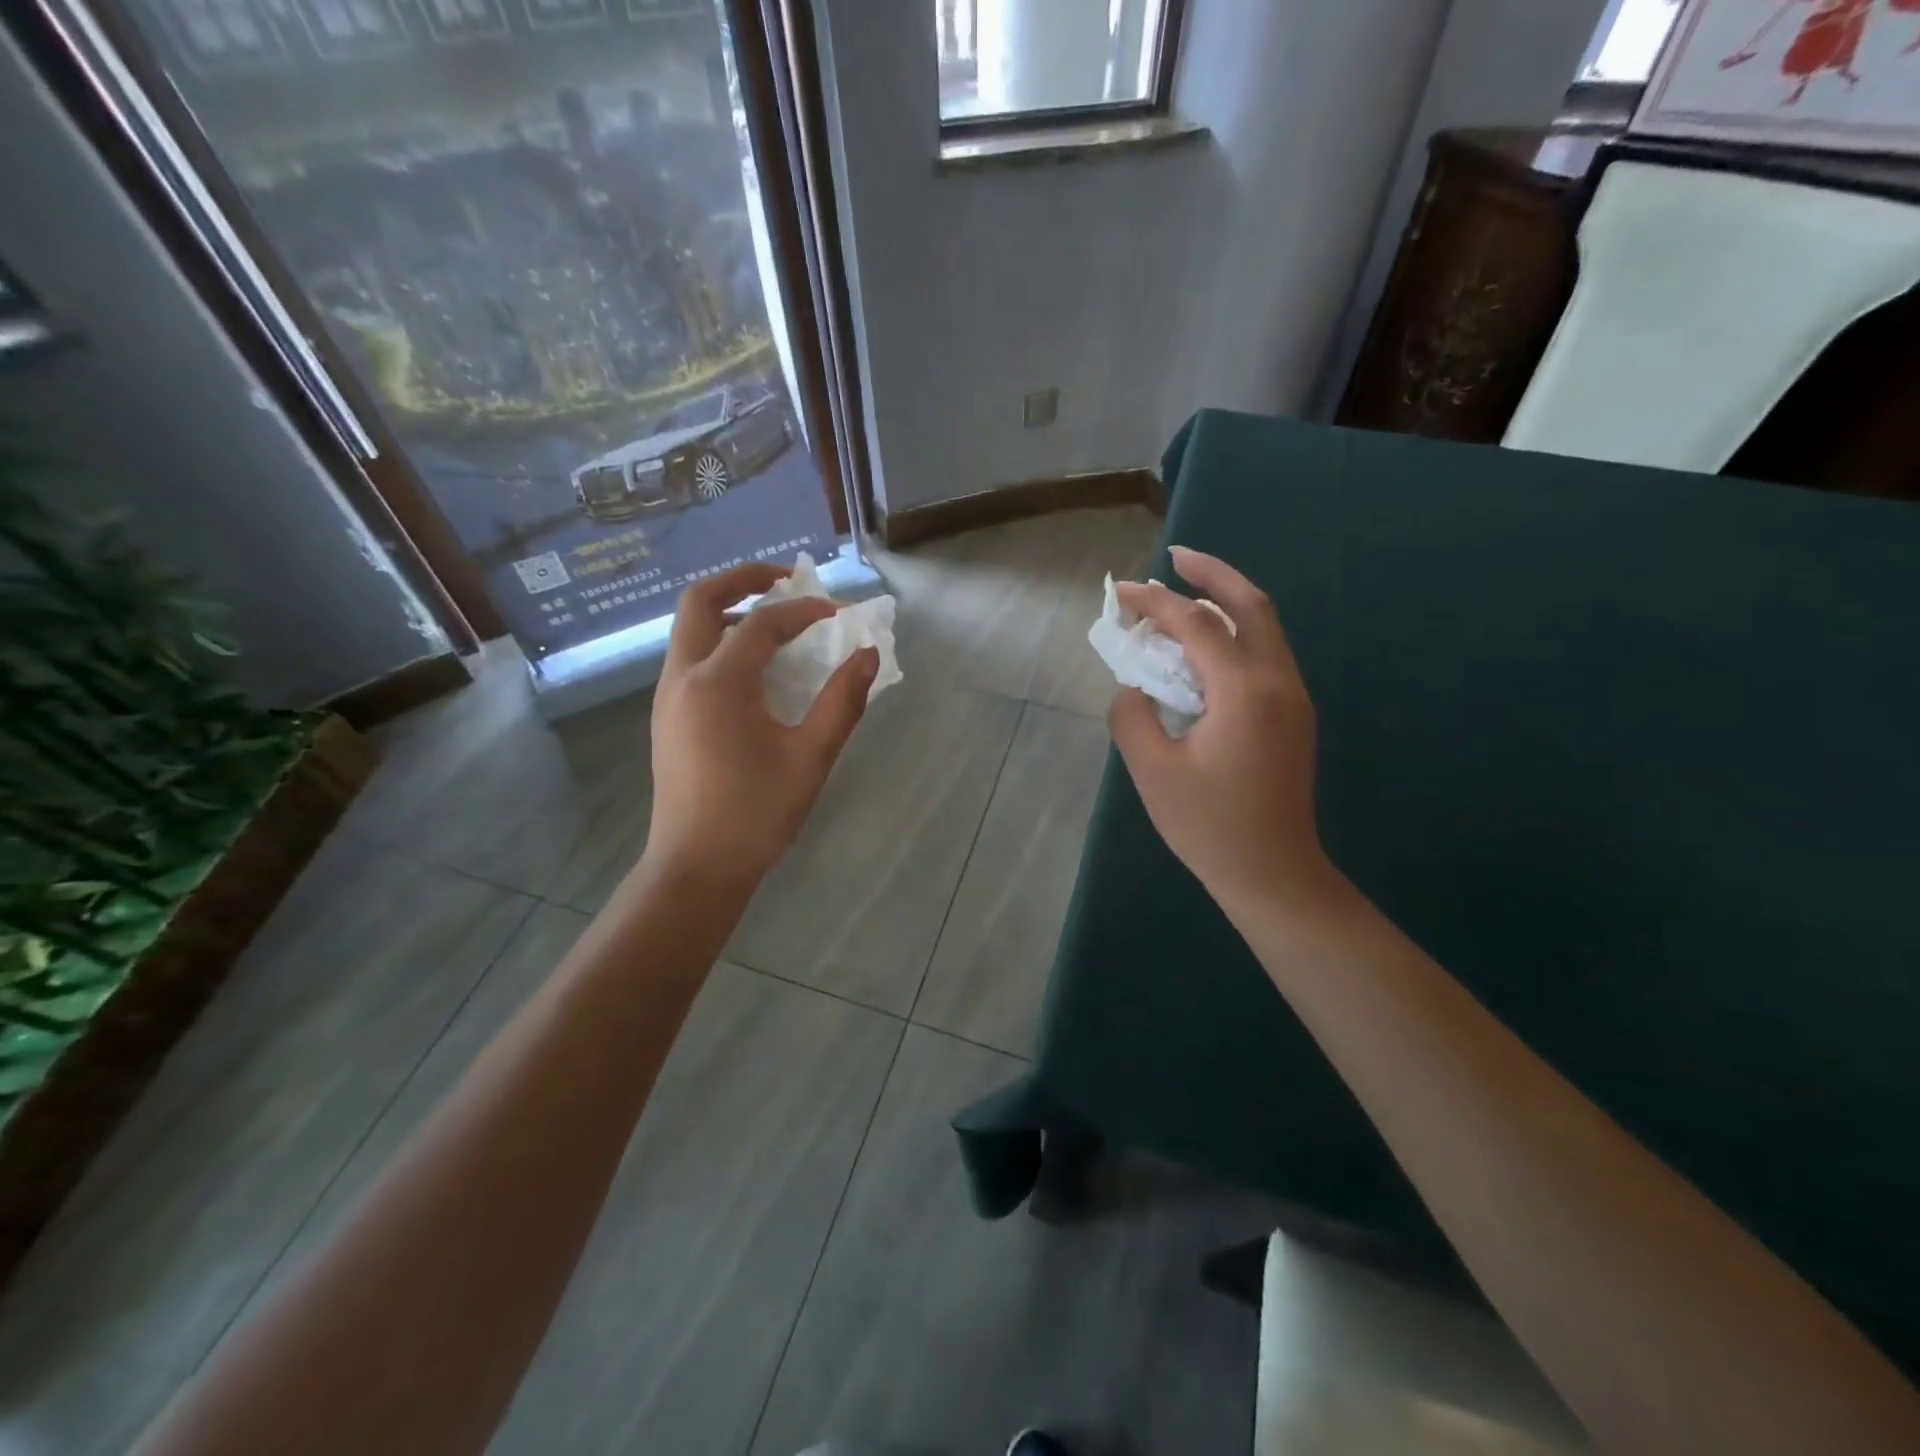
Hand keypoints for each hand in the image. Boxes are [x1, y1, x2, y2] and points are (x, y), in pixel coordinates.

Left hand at [643, 562, 877, 894]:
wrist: (695, 868)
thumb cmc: (755, 815)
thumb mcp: (810, 758)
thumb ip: (842, 702)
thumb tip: (868, 655)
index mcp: (717, 684)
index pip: (763, 623)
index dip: (806, 611)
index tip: (843, 615)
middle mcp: (682, 677)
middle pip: (701, 601)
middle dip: (744, 580)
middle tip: (788, 581)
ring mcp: (668, 696)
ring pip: (690, 629)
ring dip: (731, 611)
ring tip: (778, 623)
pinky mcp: (668, 716)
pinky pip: (691, 657)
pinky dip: (722, 642)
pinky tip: (757, 670)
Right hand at [1109, 546, 1338, 918]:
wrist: (1274, 873)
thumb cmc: (1210, 826)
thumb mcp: (1153, 771)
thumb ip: (1132, 716)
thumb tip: (1134, 687)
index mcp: (1243, 691)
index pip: (1197, 624)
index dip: (1155, 602)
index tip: (1119, 593)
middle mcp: (1277, 682)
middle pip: (1252, 604)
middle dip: (1213, 572)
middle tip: (1176, 556)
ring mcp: (1293, 698)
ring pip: (1265, 627)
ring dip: (1227, 601)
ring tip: (1186, 593)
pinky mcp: (1294, 716)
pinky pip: (1265, 654)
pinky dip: (1235, 634)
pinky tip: (1205, 646)